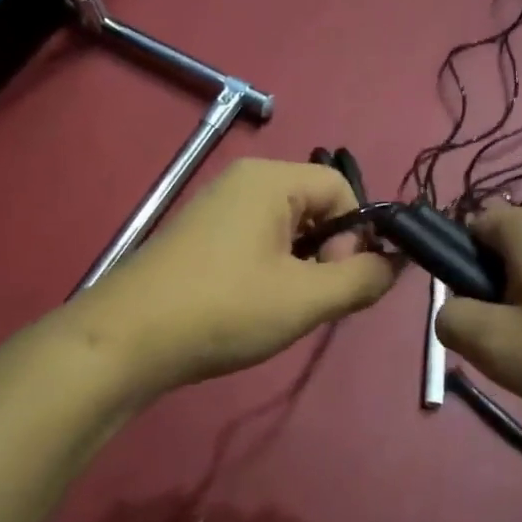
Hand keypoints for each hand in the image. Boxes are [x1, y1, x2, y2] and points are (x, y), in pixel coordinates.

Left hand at [71, 158, 396, 392]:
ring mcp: (217, 208)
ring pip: (288, 230)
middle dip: (328, 255)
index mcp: (270, 179)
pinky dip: (271, 272)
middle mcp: (244, 182)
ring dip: (301, 269)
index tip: (338, 281)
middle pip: (316, 208)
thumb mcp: (306, 298)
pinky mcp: (200, 238)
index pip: (344, 190)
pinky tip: (254, 307)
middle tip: (313, 300)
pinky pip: (257, 243)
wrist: (124, 342)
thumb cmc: (224, 310)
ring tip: (282, 309)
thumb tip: (397, 263)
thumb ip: (363, 278)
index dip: (356, 236)